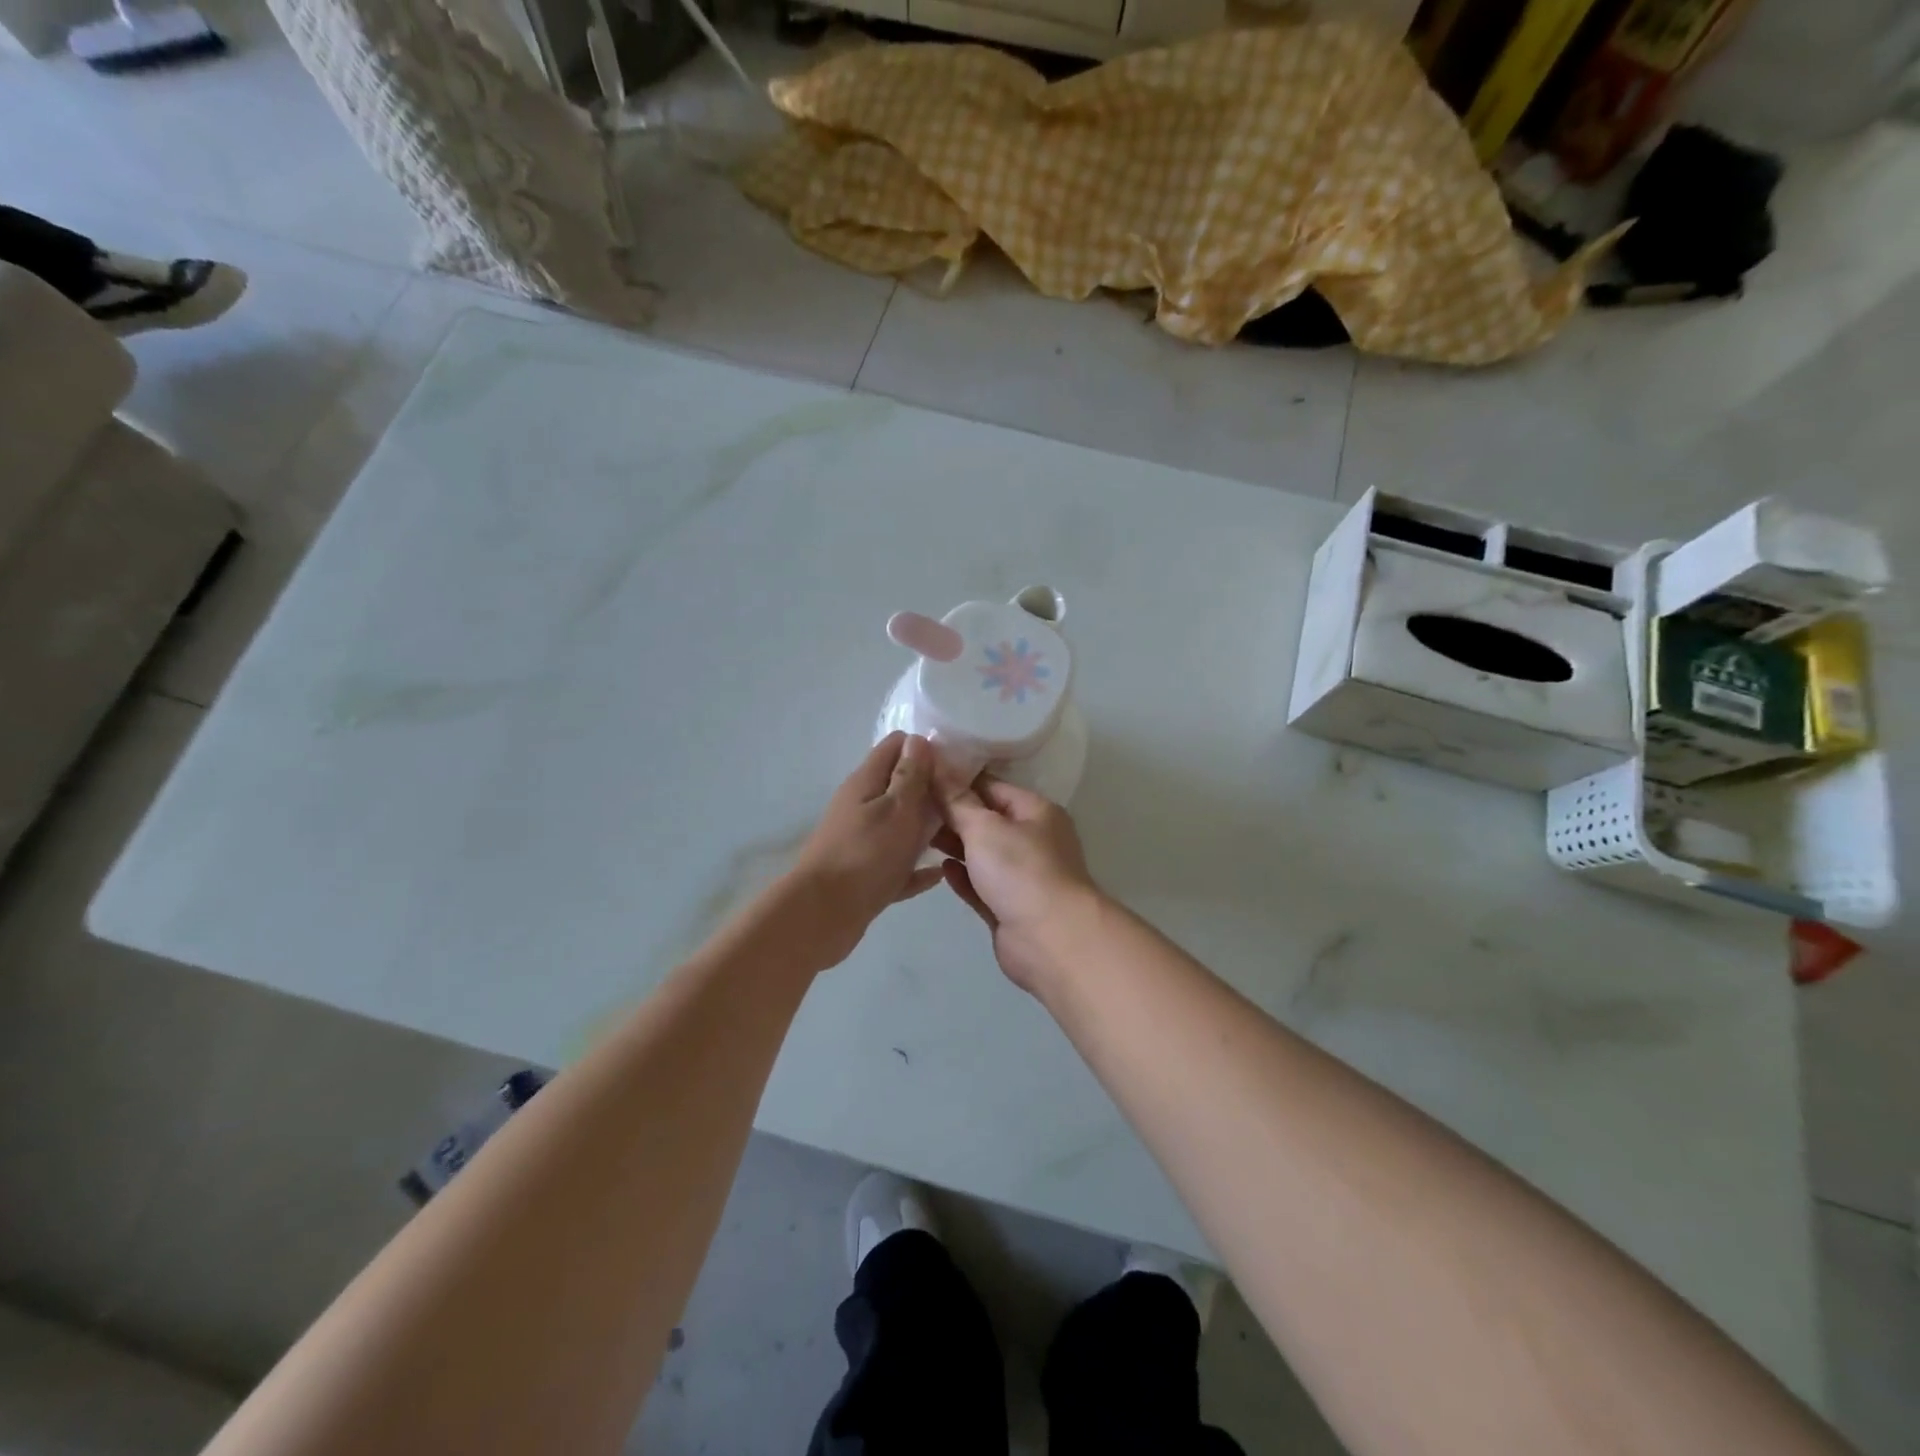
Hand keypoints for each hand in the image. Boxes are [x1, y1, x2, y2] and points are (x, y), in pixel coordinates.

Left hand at [786, 732, 942, 967]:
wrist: (823, 915)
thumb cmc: (866, 855)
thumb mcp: (897, 808)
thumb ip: (910, 775)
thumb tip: (918, 740)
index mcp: (866, 783)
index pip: (896, 746)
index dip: (926, 748)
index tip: (956, 764)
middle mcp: (861, 806)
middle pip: (899, 786)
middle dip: (931, 789)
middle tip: (965, 802)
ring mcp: (860, 841)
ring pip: (899, 826)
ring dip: (925, 828)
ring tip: (960, 835)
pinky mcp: (863, 874)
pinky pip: (895, 864)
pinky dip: (914, 867)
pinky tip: (937, 874)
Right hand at [936, 775, 1101, 992]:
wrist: (1051, 940)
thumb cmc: (1021, 871)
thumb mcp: (984, 827)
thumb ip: (957, 801)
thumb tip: (938, 767)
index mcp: (1036, 812)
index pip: (993, 786)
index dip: (959, 780)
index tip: (923, 776)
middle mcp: (1032, 840)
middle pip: (987, 820)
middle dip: (953, 814)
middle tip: (913, 806)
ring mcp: (1022, 877)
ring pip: (982, 854)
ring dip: (955, 845)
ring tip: (917, 834)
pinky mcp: (1009, 908)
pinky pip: (981, 885)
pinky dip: (962, 876)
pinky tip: (941, 868)